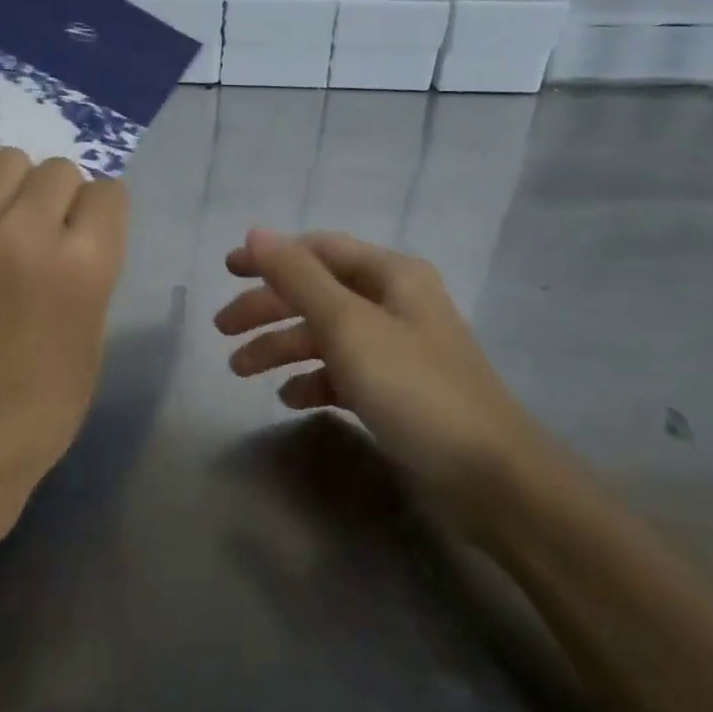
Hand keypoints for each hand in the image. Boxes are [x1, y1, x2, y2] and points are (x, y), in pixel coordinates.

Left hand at [0, 148, 129, 542]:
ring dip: (15, 189)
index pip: (108, 193)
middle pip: (59, 170)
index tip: (87, 241)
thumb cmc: (41, 406)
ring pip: (7, 161)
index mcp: (84, 265)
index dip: (101, 218)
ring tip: (3, 225)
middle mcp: (28, 233)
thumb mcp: (93, 336)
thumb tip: (76, 231)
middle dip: (61, 202)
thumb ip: (91, 270)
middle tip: (44, 239)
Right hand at [215, 229, 545, 515]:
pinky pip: (343, 374)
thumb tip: (255, 233)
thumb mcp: (349, 325)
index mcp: (392, 275)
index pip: (319, 250)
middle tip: (222, 331)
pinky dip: (313, 381)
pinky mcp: (397, 393)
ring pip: (326, 336)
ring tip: (239, 371)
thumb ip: (298, 277)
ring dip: (282, 347)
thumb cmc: (414, 388)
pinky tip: (289, 399)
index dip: (271, 257)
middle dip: (268, 308)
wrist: (490, 479)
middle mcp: (395, 304)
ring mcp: (397, 350)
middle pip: (317, 294)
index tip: (227, 271)